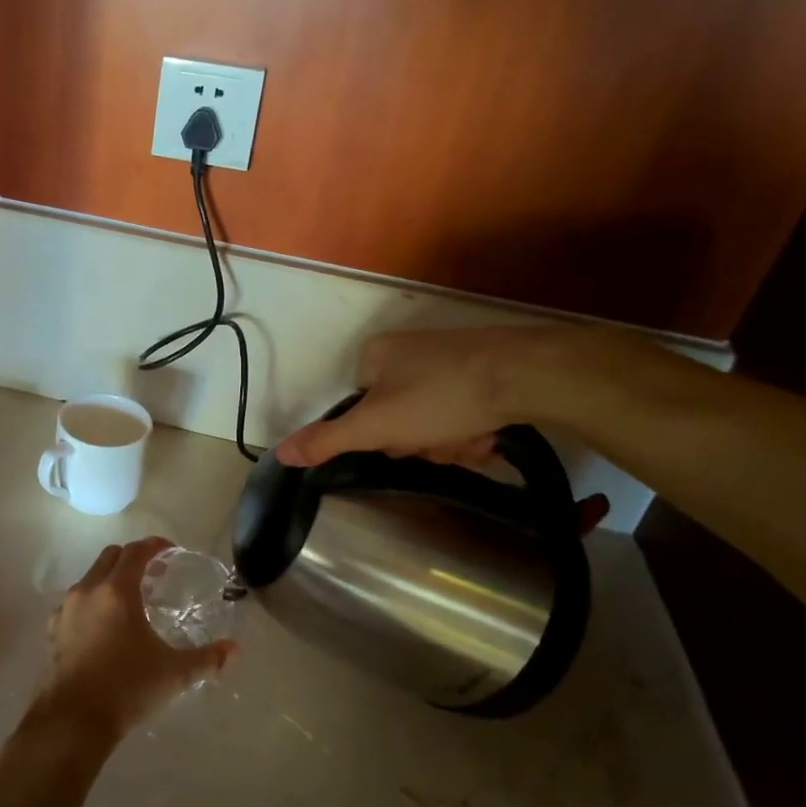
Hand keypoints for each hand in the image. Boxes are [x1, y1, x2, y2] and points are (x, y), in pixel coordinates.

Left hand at [34, 537, 236, 744]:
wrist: (74, 720)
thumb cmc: (127, 687)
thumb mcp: (174, 673)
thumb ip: (207, 658)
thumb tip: (235, 649)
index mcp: (117, 591)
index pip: (135, 552)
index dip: (154, 546)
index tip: (170, 550)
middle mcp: (88, 590)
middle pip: (110, 557)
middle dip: (132, 558)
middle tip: (154, 575)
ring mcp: (66, 609)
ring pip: (90, 578)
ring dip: (111, 579)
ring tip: (131, 601)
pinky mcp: (54, 630)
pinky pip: (75, 602)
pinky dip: (93, 602)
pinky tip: (105, 626)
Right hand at [276, 328, 612, 533]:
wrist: (526, 374)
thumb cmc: (440, 397)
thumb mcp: (375, 426)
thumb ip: (327, 441)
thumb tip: (279, 454)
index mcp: (375, 357)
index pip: (362, 412)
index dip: (382, 437)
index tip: (403, 443)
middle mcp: (407, 352)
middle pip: (399, 419)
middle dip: (422, 442)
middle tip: (442, 443)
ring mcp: (447, 358)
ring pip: (434, 421)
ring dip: (451, 442)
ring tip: (473, 439)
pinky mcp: (483, 369)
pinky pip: (463, 411)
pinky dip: (473, 429)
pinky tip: (489, 433)